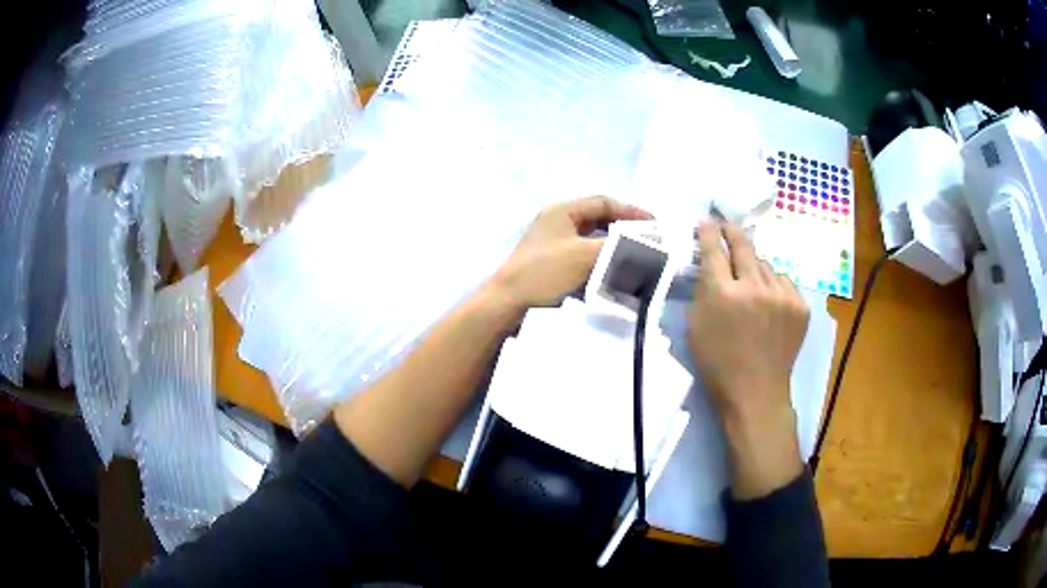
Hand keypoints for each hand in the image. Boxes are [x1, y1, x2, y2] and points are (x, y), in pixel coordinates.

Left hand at [488, 196, 651, 307]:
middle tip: (648, 244)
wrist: (508, 304)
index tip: (655, 226)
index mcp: (562, 211)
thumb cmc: (544, 272)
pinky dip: (601, 264)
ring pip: (592, 241)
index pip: (604, 202)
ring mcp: (553, 244)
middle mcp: (557, 223)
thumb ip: (619, 246)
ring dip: (613, 249)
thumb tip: (651, 243)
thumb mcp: (584, 256)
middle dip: (624, 231)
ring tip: (636, 261)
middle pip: (599, 220)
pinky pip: (584, 258)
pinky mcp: (552, 265)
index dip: (631, 211)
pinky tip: (614, 277)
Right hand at [689, 221, 809, 498]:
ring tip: (750, 282)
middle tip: (726, 225)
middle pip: (743, 245)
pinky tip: (769, 300)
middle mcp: (754, 287)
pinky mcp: (800, 305)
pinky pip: (783, 280)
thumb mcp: (696, 328)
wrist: (757, 394)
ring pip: (765, 264)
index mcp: (723, 293)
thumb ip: (703, 292)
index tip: (706, 220)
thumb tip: (710, 265)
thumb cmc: (718, 365)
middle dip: (732, 231)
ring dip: (754, 267)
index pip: (714, 248)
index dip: (708, 231)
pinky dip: (774, 285)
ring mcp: (782, 295)